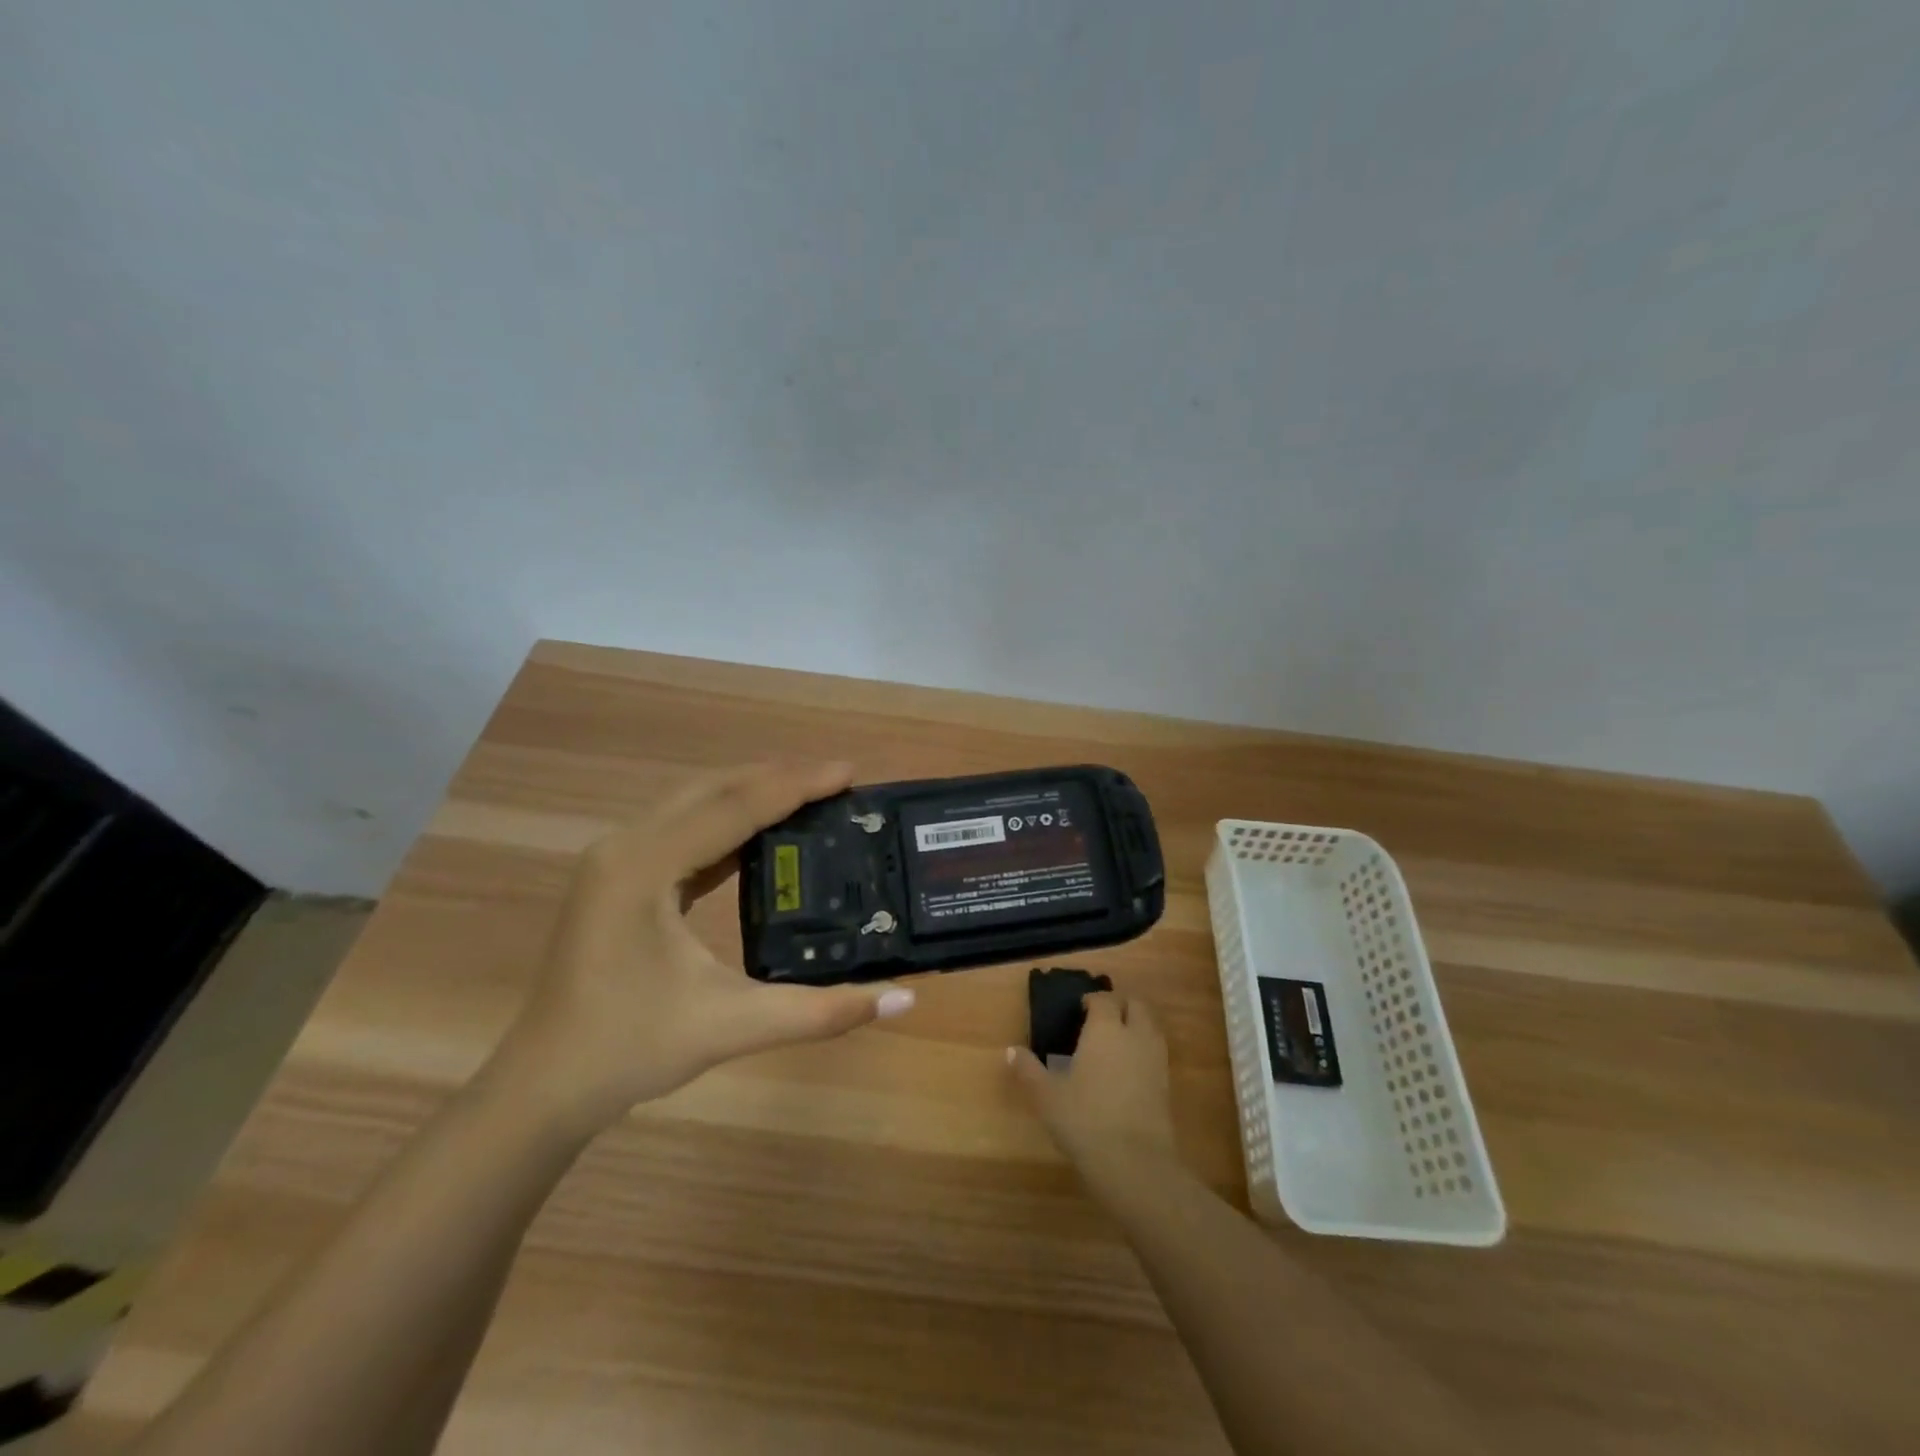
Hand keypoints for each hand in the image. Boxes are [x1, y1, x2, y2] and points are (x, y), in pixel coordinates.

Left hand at [495, 762, 914, 1133]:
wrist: (543, 1088)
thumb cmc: (628, 1051)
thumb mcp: (731, 1027)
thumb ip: (820, 1011)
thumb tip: (903, 997)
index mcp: (644, 866)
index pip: (734, 807)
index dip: (796, 785)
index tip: (849, 772)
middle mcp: (626, 846)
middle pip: (713, 790)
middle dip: (778, 778)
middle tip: (838, 781)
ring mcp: (616, 860)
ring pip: (696, 804)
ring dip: (753, 795)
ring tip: (811, 796)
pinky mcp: (620, 878)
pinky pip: (684, 832)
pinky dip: (729, 824)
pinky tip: (764, 836)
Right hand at [1007, 991, 1177, 1171]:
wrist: (1135, 1163)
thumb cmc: (1085, 1120)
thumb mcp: (1046, 1096)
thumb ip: (1028, 1070)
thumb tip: (1011, 1051)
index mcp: (1105, 1029)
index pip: (1104, 999)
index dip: (1093, 999)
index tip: (1080, 1008)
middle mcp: (1134, 1035)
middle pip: (1136, 1004)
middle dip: (1120, 1003)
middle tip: (1101, 1017)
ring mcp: (1155, 1059)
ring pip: (1151, 1025)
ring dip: (1136, 1023)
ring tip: (1116, 1039)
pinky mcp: (1167, 1083)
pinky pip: (1157, 1051)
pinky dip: (1144, 1048)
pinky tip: (1128, 1068)